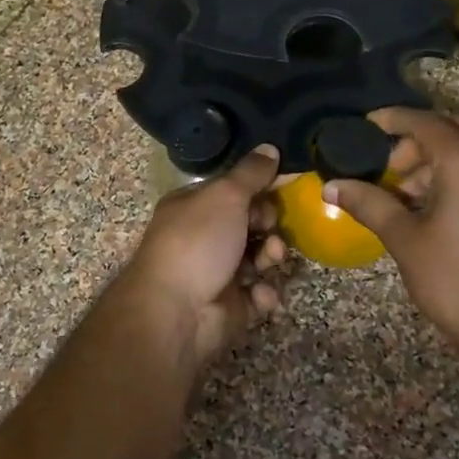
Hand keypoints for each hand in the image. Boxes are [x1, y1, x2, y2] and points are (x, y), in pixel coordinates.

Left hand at [116, 145, 286, 372]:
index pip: (233, 191)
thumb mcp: (225, 196)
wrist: (176, 311)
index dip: (259, 189)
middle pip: (249, 224)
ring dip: (271, 256)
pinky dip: (263, 294)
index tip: (282, 188)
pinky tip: (260, 294)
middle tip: (270, 228)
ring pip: (258, 258)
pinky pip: (257, 294)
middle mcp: (203, 237)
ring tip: (271, 260)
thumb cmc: (197, 242)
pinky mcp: (230, 306)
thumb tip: (270, 147)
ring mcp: (217, 272)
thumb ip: (251, 173)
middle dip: (268, 225)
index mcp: (193, 206)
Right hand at [325, 108, 458, 369]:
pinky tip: (435, 208)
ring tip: (405, 194)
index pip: (425, 123)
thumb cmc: (457, 280)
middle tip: (387, 166)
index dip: (393, 119)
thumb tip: (332, 186)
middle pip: (452, 129)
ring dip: (437, 160)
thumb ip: (369, 204)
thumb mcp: (405, 240)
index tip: (366, 125)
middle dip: (416, 140)